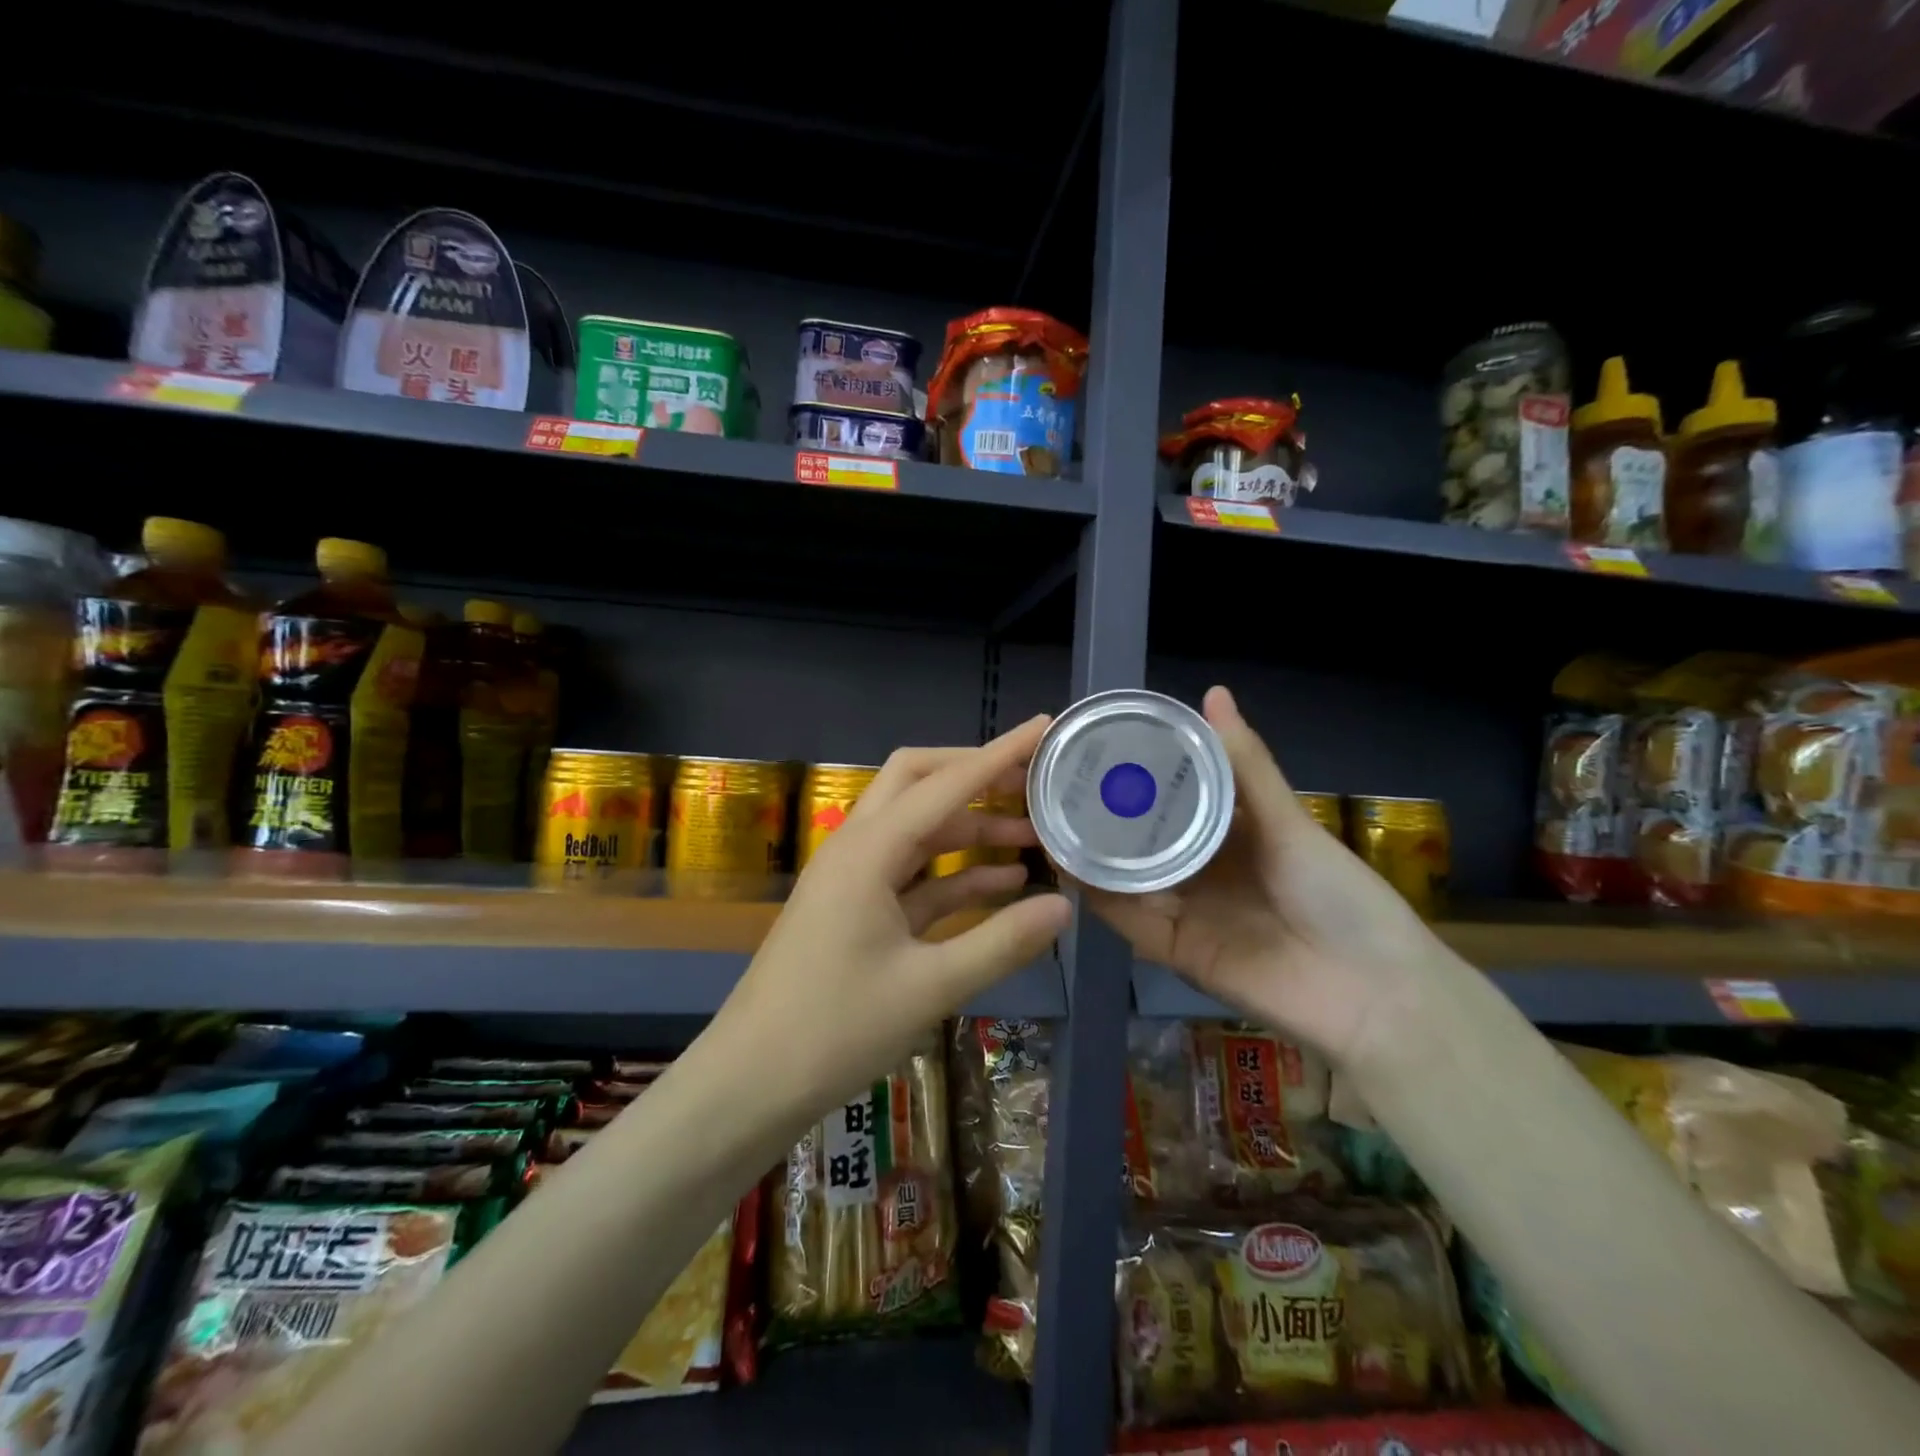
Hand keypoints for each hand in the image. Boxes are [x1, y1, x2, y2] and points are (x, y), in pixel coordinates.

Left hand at [708, 715, 1072, 1113]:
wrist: (751, 1081)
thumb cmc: (834, 1029)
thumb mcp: (929, 987)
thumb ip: (1001, 942)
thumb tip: (1065, 906)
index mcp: (869, 851)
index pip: (945, 783)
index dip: (998, 754)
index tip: (1043, 728)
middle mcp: (857, 848)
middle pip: (918, 783)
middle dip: (976, 776)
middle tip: (1034, 782)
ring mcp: (854, 878)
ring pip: (918, 829)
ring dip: (970, 827)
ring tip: (1033, 835)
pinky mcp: (856, 908)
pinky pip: (912, 874)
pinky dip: (955, 871)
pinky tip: (1002, 883)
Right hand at [1081, 687, 1443, 1070]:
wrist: (1371, 994)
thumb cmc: (1338, 895)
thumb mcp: (1289, 823)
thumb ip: (1245, 765)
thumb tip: (1212, 692)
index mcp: (1231, 836)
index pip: (1174, 799)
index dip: (1140, 776)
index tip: (1100, 746)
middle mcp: (1202, 870)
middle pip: (1143, 839)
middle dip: (1105, 814)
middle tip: (1060, 781)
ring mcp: (1186, 911)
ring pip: (1127, 877)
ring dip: (1092, 853)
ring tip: (1051, 818)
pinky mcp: (1175, 951)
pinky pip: (1130, 920)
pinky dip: (1100, 897)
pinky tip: (1070, 867)